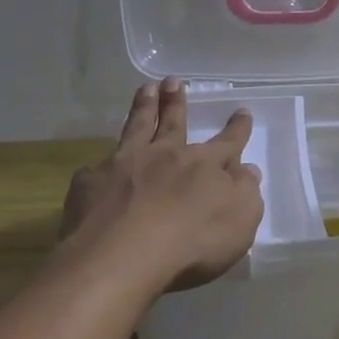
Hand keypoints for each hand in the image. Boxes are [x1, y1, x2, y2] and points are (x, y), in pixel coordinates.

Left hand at [57, 78, 263, 293]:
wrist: (122, 256)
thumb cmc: (191, 242)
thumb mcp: (240, 221)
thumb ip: (246, 192)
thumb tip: (247, 170)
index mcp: (204, 165)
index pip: (227, 142)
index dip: (237, 128)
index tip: (241, 112)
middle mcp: (165, 156)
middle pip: (173, 122)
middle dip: (177, 102)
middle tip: (174, 81)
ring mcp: (125, 164)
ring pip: (136, 128)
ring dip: (143, 107)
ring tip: (146, 89)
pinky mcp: (91, 183)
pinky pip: (97, 169)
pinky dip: (101, 166)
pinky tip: (97, 168)